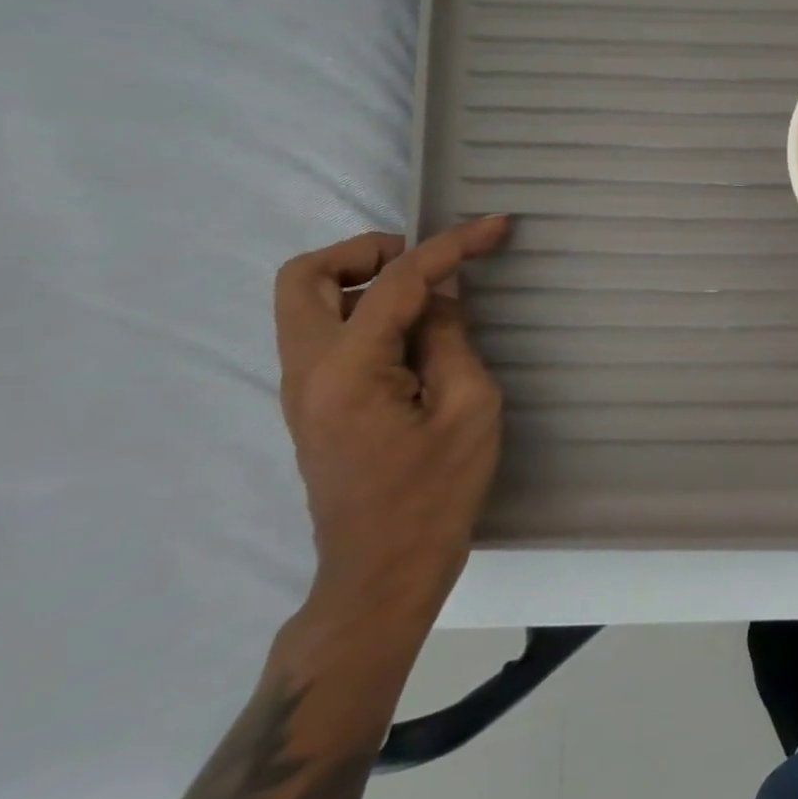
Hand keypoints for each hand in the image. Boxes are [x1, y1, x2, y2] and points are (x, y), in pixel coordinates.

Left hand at [273, 216, 512, 629]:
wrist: (383, 571)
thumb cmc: (436, 493)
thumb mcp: (469, 407)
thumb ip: (450, 338)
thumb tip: (441, 296)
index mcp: (346, 370)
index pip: (394, 282)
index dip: (450, 246)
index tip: (495, 226)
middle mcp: (306, 371)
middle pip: (304, 276)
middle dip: (367, 251)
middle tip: (426, 263)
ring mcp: (302, 389)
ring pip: (306, 302)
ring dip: (362, 280)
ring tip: (427, 296)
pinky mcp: (314, 404)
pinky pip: (326, 332)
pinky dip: (364, 312)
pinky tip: (415, 334)